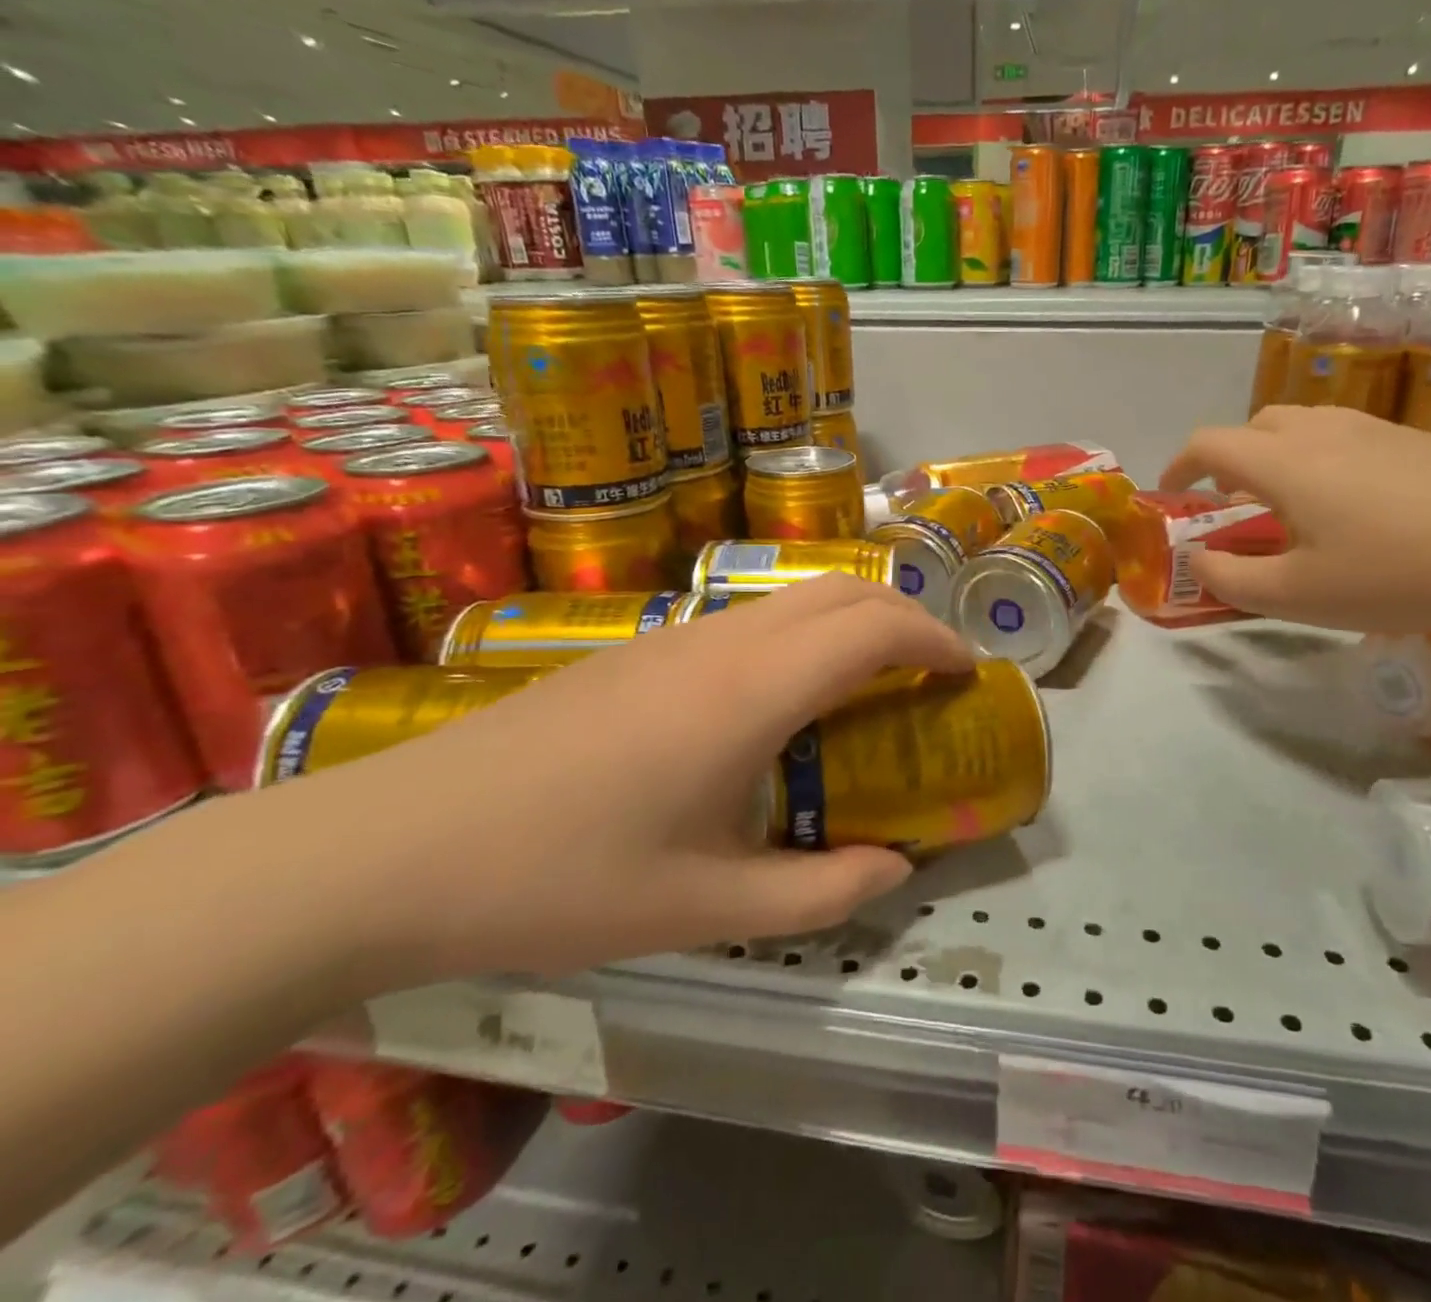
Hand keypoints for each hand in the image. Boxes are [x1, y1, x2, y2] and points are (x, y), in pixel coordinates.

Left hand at [246, 575, 975, 990]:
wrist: (397, 846)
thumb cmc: (562, 879)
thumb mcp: (706, 907)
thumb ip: (821, 891)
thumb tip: (895, 868)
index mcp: (751, 692)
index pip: (873, 629)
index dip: (935, 640)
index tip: (967, 673)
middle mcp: (723, 642)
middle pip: (842, 590)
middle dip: (907, 615)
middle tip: (936, 671)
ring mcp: (676, 636)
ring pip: (795, 596)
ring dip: (854, 619)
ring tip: (877, 680)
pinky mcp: (640, 649)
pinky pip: (752, 617)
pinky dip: (805, 632)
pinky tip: (788, 698)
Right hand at [1159, 405, 1430, 635]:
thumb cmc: (1399, 574)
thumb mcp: (1299, 596)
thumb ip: (1232, 579)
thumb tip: (1200, 560)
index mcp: (1282, 462)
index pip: (1208, 444)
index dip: (1179, 466)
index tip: (1171, 494)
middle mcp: (1323, 430)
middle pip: (1256, 427)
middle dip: (1229, 461)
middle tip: (1234, 506)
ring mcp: (1378, 429)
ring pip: (1305, 429)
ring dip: (1278, 460)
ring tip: (1293, 511)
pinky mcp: (1422, 440)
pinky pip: (1350, 440)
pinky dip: (1324, 464)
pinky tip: (1357, 513)